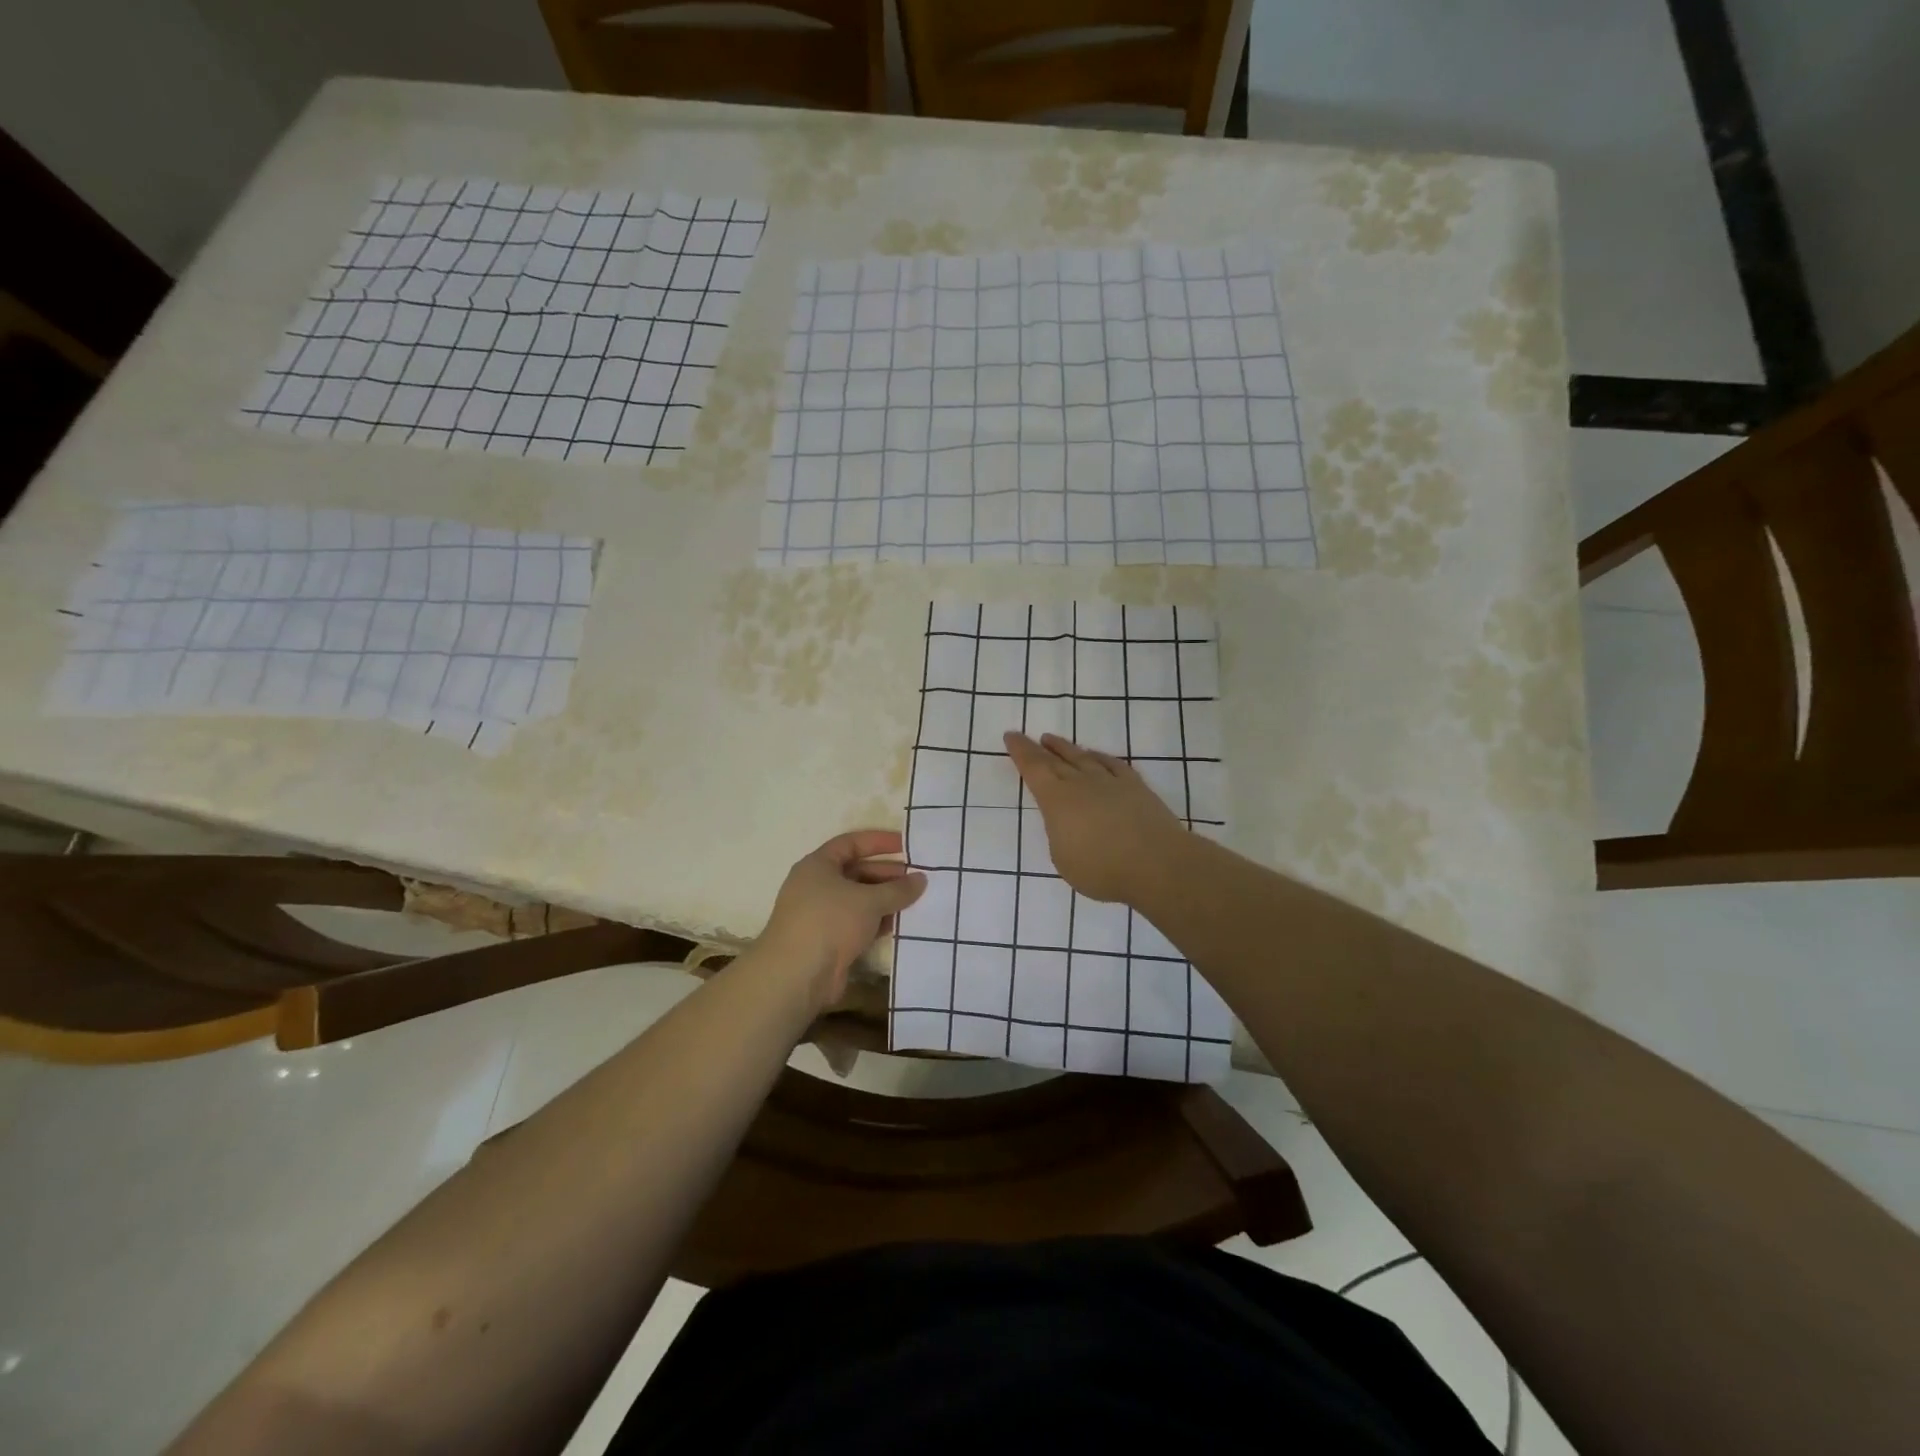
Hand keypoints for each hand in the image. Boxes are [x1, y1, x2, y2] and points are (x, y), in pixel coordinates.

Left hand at [757, 829, 925, 1013]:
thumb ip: (898, 889)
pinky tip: (900, 924)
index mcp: (818, 865)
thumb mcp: (869, 900)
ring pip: (858, 900)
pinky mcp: (827, 941)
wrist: (797, 975)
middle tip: (917, 877)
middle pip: (856, 872)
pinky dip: (877, 922)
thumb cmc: (830, 922)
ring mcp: (820, 915)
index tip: (906, 844)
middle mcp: (816, 886)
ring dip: (885, 900)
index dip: (879, 841)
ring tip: (916, 901)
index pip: (851, 843)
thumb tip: (921, 879)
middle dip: (887, 874)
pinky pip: (857, 923)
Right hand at [1004, 732, 1186, 903]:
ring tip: (1053, 739)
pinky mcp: (1136, 787)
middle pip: (1055, 760)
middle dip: (1038, 748)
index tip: (1011, 736)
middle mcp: (1081, 783)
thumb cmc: (1102, 868)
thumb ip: (1060, 835)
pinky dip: (1100, 757)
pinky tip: (1095, 756)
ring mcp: (1110, 782)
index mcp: (1057, 800)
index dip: (1021, 752)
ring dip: (1066, 748)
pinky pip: (1112, 764)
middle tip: (1027, 736)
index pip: (1034, 769)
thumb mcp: (1064, 859)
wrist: (1157, 863)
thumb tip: (1067, 823)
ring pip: (1083, 758)